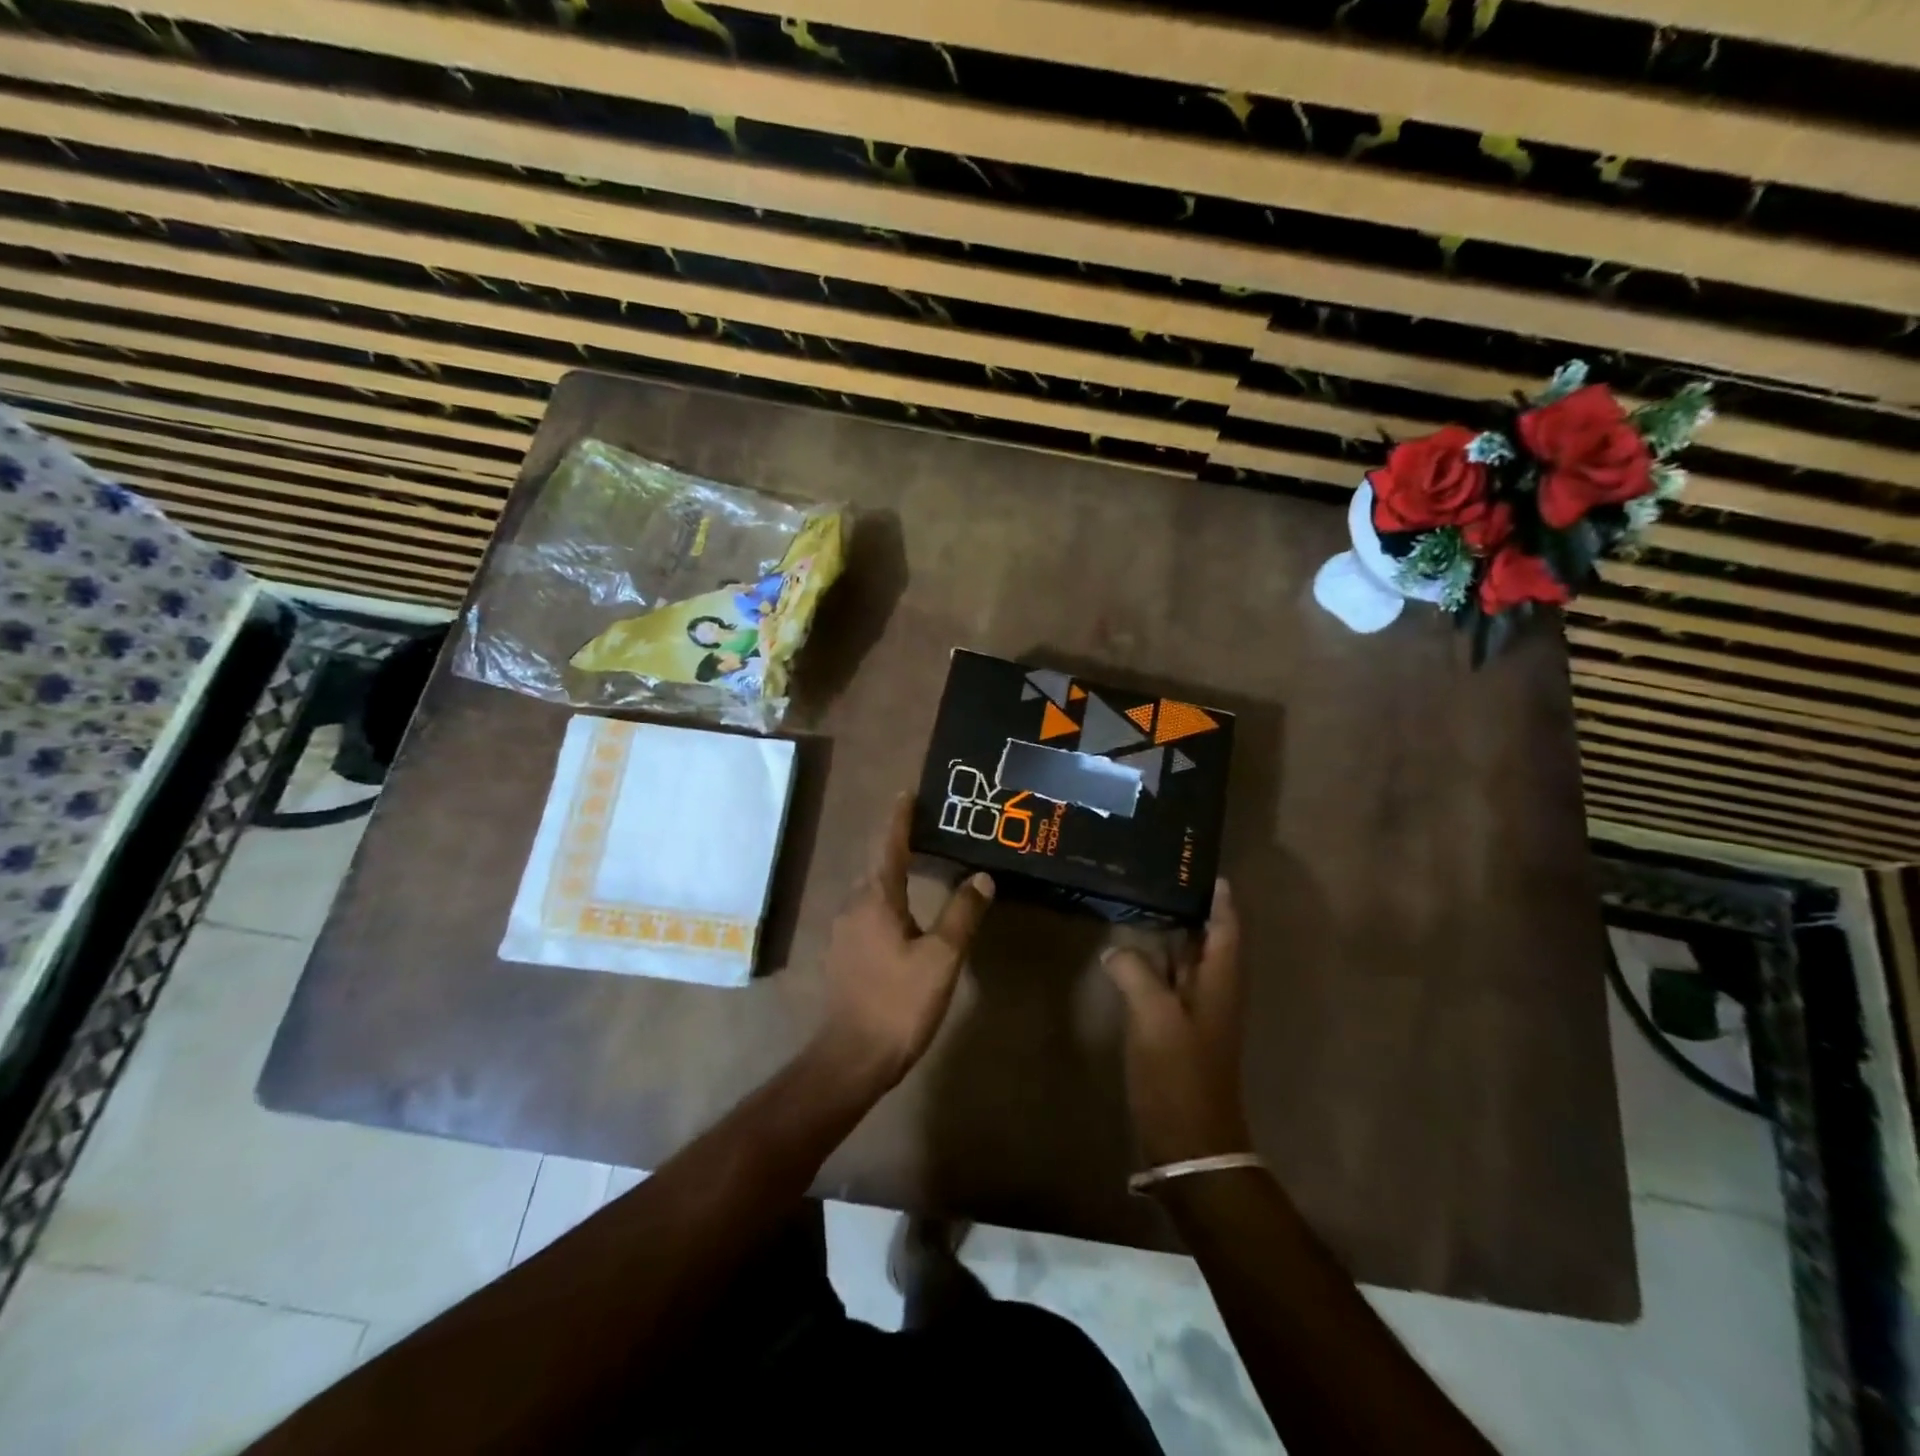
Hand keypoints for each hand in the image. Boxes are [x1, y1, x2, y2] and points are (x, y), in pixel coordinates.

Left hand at [818, 794, 993, 1087]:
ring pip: (871, 891)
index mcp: (876, 899)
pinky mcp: (842, 954)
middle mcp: (853, 906)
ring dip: (892, 874)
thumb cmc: (899, 1001)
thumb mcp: (942, 957)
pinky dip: (885, 901)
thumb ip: (962, 913)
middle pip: (878, 865)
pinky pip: (866, 912)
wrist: (853, 1056)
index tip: (907, 793)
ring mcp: (843, 931)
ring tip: (919, 866)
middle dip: (898, 844)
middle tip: (926, 830)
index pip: (889, 846)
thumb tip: (982, 876)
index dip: (899, 819)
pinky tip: (902, 914)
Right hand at [1102, 880, 1251, 1166]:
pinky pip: (1167, 983)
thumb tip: (1116, 950)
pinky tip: (1126, 953)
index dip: (1218, 896)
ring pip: (1184, 960)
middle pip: (1206, 938)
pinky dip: (1152, 963)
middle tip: (1157, 874)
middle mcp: (1214, 990)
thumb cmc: (1179, 1074)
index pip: (1225, 925)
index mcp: (1220, 981)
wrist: (1189, 1143)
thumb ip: (1134, 972)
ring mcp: (1196, 1012)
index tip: (1199, 866)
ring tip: (1138, 901)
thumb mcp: (1153, 1016)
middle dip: (1187, 906)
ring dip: (1167, 933)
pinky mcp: (1177, 1031)